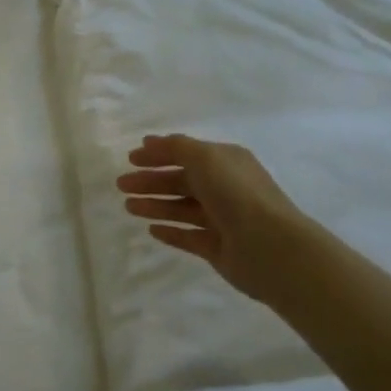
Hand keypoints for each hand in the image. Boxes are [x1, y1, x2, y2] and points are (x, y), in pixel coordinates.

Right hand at [117, 134, 316, 302]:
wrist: (269, 247)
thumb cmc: (236, 194)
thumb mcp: (205, 158)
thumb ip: (176, 147)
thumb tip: (150, 142)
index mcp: (226, 163)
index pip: (187, 154)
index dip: (159, 154)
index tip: (130, 158)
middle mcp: (225, 188)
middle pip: (181, 181)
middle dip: (151, 181)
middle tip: (121, 185)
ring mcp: (222, 220)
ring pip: (181, 209)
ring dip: (155, 205)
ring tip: (128, 207)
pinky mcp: (217, 248)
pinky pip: (188, 236)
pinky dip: (170, 232)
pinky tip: (151, 230)